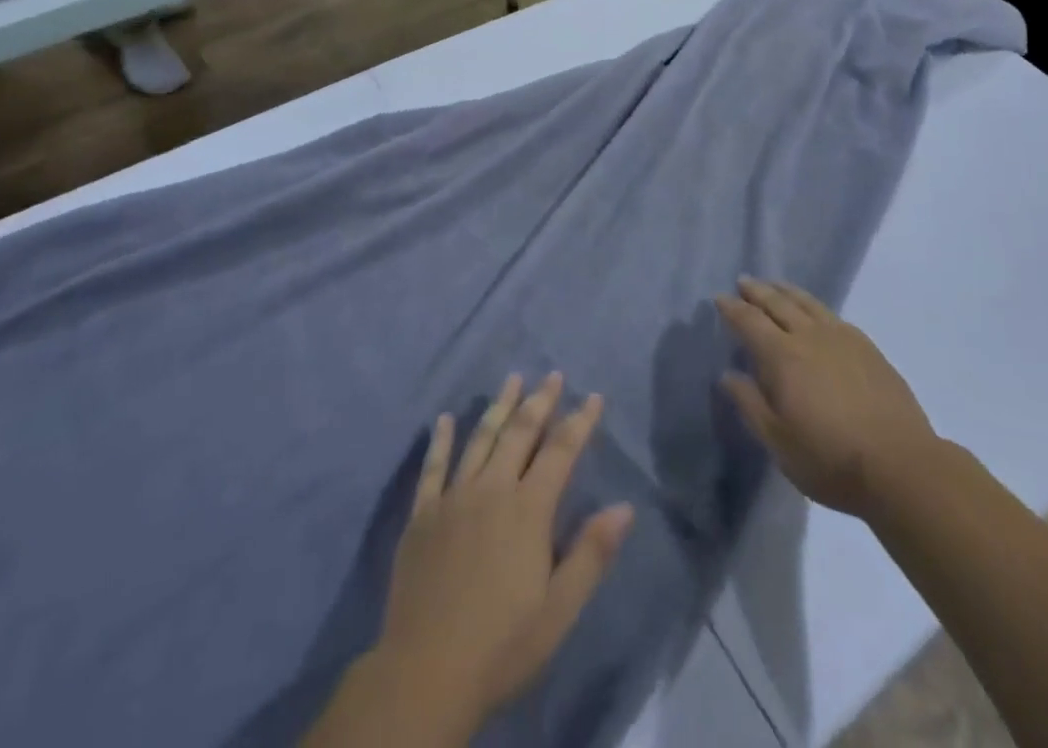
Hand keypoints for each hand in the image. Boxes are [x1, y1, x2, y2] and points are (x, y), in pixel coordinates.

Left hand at [378, 374, 634, 724]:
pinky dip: (440, 439)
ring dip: (499, 406)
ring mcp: (453, 497)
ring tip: (512, 379)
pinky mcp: (422, 514)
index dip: (579, 422)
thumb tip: (625, 507)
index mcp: (528, 509)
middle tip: (553, 375)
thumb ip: (591, 553)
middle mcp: (491, 489)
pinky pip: (433, 466)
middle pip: (520, 432)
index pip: (560, 451)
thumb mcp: (559, 609)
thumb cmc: (502, 644)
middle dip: (540, 401)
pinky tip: (444, 419)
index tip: (593, 397)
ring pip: (480, 438)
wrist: (425, 673)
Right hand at [717, 278, 937, 518]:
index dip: (732, 308)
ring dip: (786, 291)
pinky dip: (814, 306)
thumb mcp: (778, 441)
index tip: (719, 298)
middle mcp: (810, 336)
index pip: (749, 321)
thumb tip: (728, 374)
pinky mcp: (868, 348)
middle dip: (757, 291)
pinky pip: (832, 315)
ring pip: (807, 303)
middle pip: (778, 303)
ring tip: (774, 285)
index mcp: (782, 356)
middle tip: (744, 282)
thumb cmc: (830, 459)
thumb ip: (750, 403)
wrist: (901, 465)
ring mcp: (842, 338)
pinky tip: (815, 312)